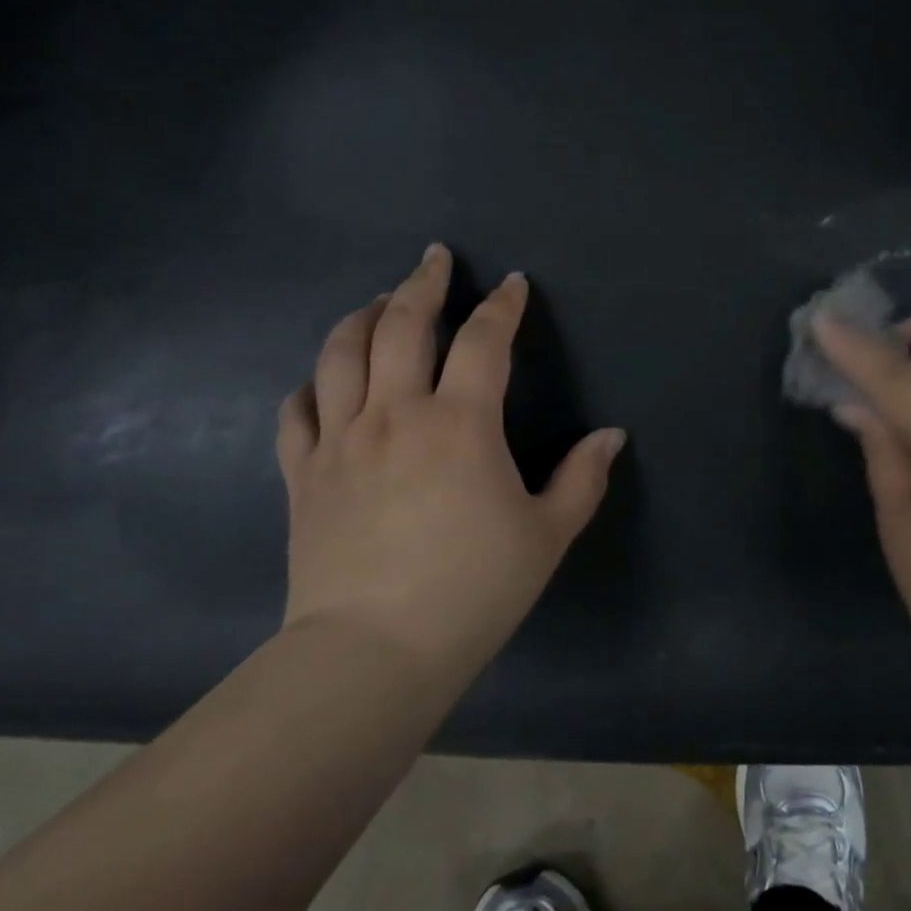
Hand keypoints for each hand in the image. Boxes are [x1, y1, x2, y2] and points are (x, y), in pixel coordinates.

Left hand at [275, 245, 625, 687]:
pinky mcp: (303, 474)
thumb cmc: (473, 590)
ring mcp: (341, 440)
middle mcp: (396, 414)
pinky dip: (313, 384)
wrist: (373, 653)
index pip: (484, 340)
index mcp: (461, 422)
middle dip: (421, 283)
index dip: (501, 305)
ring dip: (362, 316)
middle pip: (402, 325)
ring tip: (378, 302)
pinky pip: (299, 410)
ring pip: (341, 353)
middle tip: (433, 257)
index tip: (511, 283)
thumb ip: (583, 478)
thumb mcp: (547, 535)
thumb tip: (611, 436)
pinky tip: (323, 379)